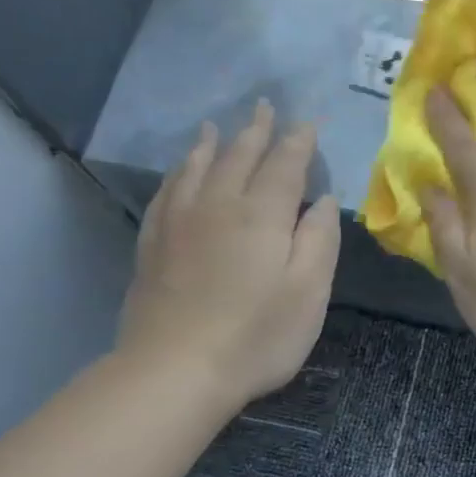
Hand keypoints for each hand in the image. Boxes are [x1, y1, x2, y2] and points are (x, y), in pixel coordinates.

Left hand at [119, 101, 339, 408]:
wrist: (175, 370)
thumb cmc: (257, 336)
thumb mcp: (309, 292)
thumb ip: (319, 240)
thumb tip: (322, 200)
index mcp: (262, 214)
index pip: (285, 165)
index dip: (299, 142)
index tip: (308, 122)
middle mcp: (218, 205)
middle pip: (239, 156)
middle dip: (256, 130)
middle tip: (264, 106)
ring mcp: (179, 222)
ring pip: (197, 168)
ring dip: (213, 143)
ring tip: (217, 126)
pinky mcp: (153, 244)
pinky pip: (167, 192)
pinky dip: (179, 173)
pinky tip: (181, 172)